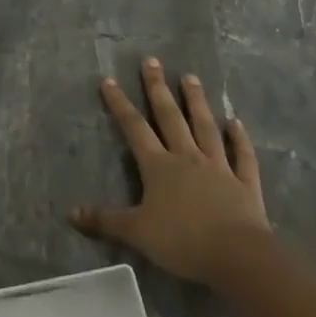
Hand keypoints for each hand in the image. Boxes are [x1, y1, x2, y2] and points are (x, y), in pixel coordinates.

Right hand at [71, 57, 269, 284]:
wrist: (237, 256)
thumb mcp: (137, 233)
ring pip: (205, 127)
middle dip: (158, 88)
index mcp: (159, 166)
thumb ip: (105, 221)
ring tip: (190, 77)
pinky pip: (242, 155)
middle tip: (152, 60)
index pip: (134, 128)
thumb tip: (71, 213)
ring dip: (197, 101)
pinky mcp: (244, 183)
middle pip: (170, 116)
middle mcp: (187, 157)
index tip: (109, 80)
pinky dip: (240, 138)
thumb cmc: (182, 241)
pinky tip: (237, 122)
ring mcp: (219, 167)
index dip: (120, 104)